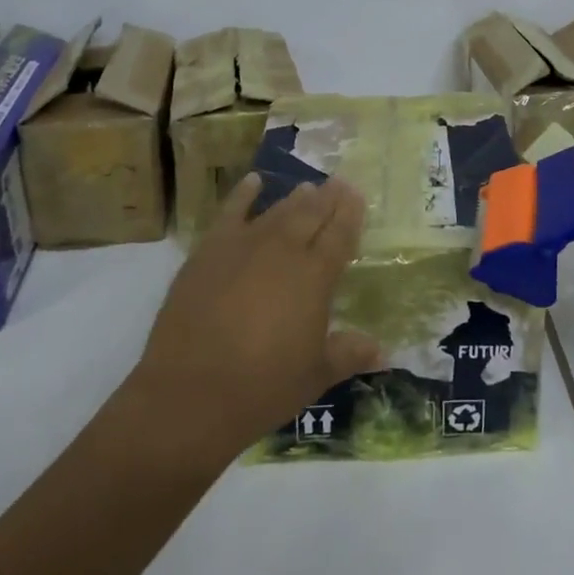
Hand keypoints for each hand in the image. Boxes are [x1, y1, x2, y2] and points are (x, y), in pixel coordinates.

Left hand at [125, 175, 381, 465]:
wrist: (190, 393)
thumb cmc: (262, 387)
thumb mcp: (314, 376)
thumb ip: (348, 354)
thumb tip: (383, 352)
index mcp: (315, 276)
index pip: (340, 234)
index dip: (351, 213)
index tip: (358, 194)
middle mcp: (284, 250)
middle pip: (311, 214)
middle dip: (328, 197)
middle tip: (339, 182)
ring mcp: (244, 245)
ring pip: (277, 211)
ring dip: (295, 198)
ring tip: (308, 187)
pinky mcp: (210, 250)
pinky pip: (231, 212)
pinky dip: (244, 194)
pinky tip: (254, 181)